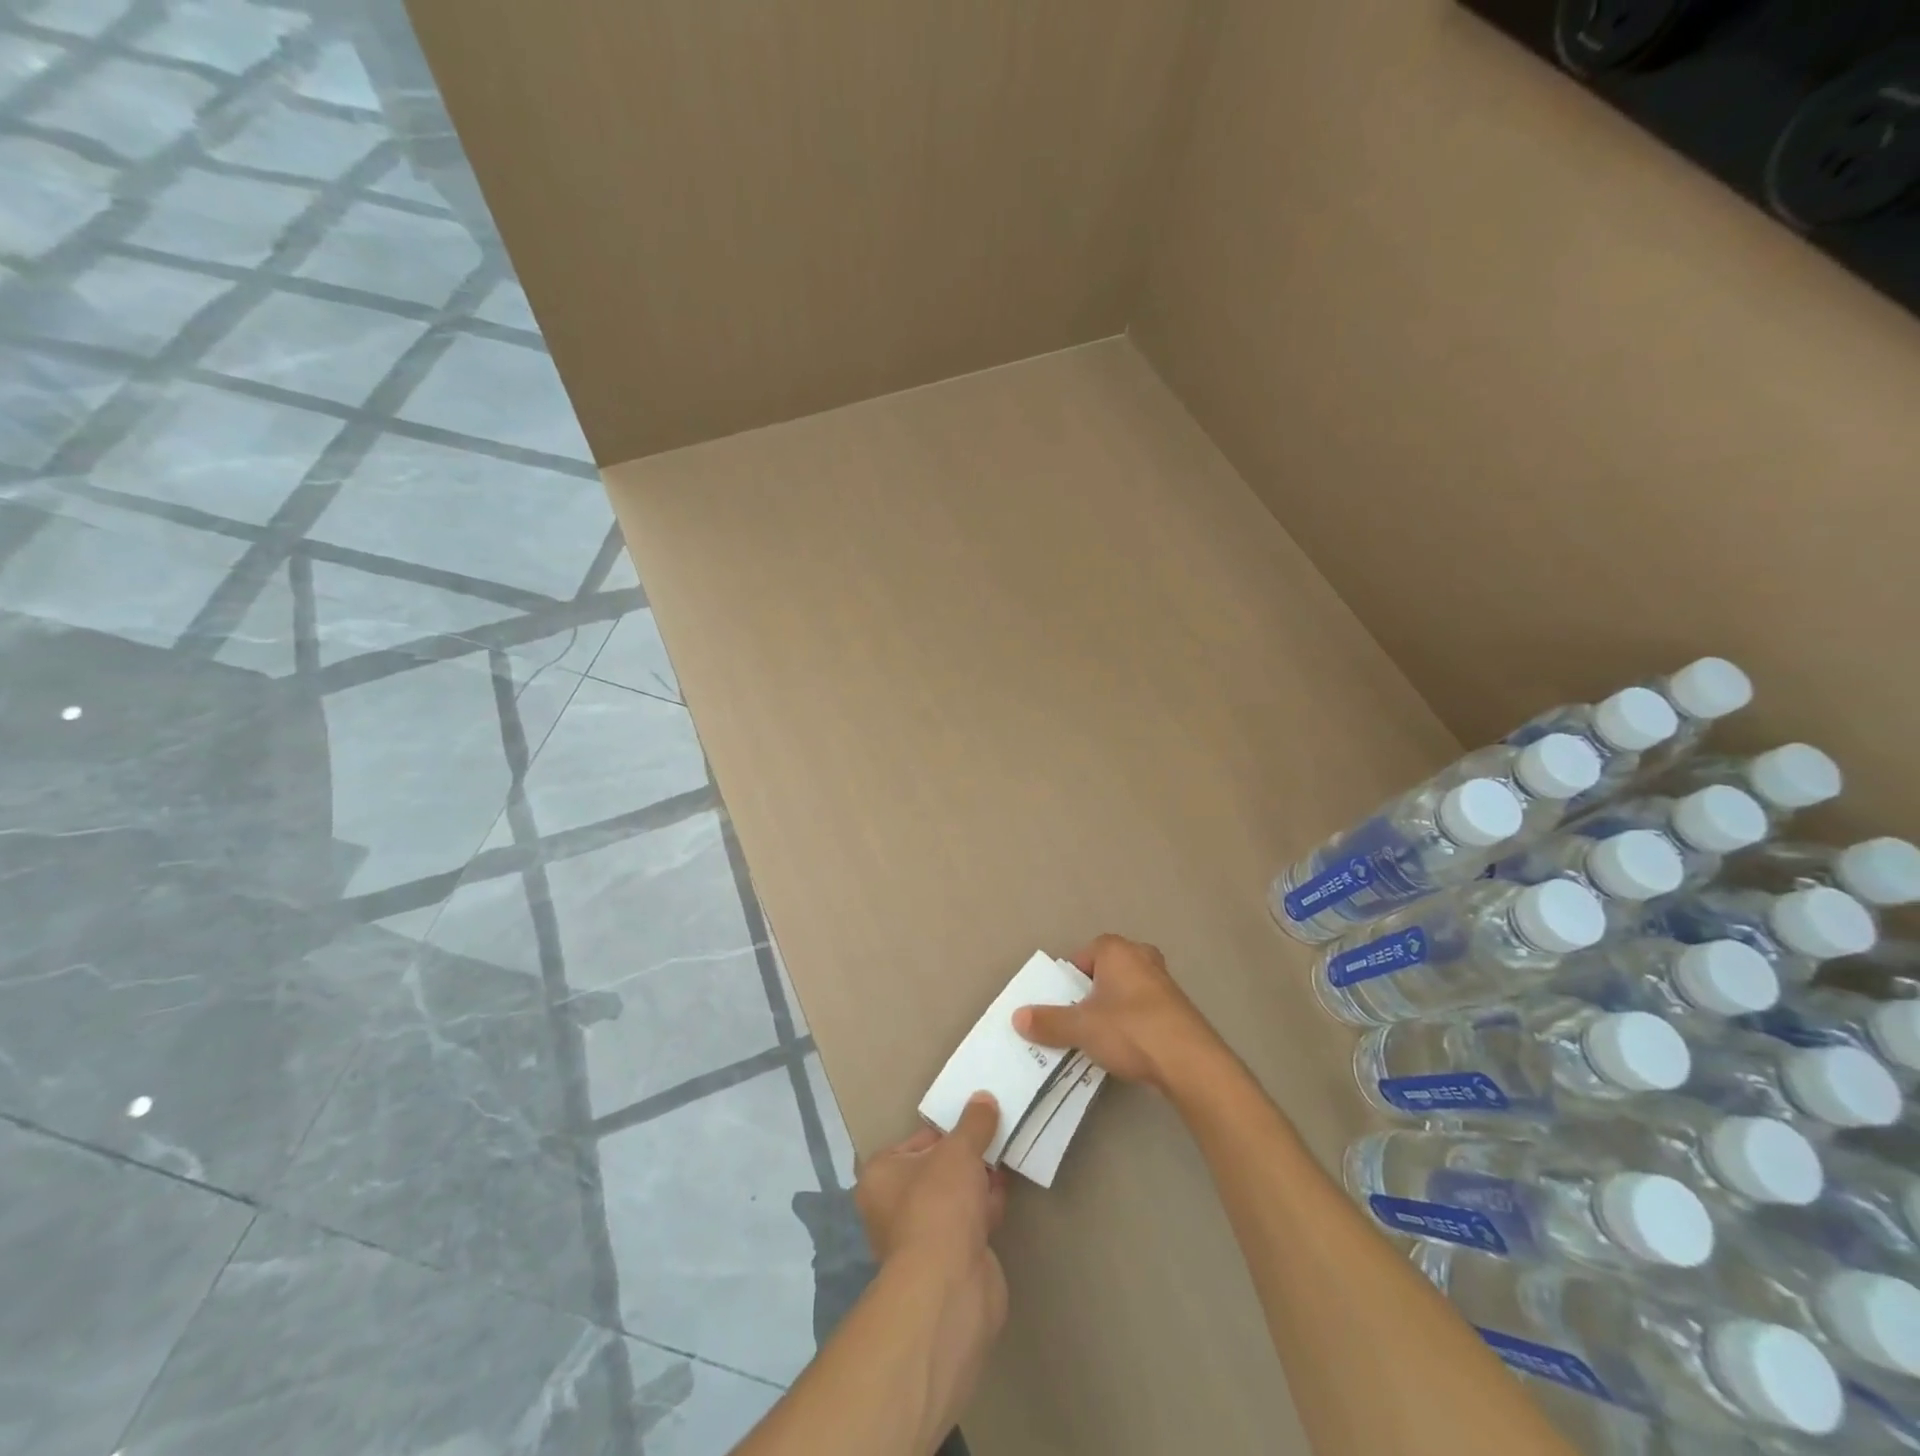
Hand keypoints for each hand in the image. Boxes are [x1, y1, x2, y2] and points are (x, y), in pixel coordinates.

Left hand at [855, 1096, 1009, 1331]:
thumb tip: (983, 1099)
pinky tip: (1005, 1194)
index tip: (977, 1122)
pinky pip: (969, 1223)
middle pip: (937, 1169)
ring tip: (1006, 1160)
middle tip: (996, 1138)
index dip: (948, 1130)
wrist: (950, 1287)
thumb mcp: (959, 1150)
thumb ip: (973, 1123)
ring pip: (955, 1198)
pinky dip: (986, 1208)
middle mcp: (893, 1206)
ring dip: (979, 1182)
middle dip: (967, 1157)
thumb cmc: (940, 1204)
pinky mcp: (948, 1262)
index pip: (918, 1141)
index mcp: (881, 1175)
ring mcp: (920, 1237)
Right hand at [1012, 934, 1221, 1090]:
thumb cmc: (1130, 1030)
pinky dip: (1133, 1023)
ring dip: (1112, 1009)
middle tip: (1077, 1019)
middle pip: (1105, 971)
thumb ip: (1048, 1021)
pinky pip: (1144, 1009)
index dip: (1068, 978)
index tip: (1060, 1004)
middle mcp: (1142, 957)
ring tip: (1099, 1037)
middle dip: (1090, 993)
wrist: (1190, 1062)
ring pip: (1126, 991)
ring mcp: (1164, 982)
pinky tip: (1126, 1048)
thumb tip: (1017, 1017)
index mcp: (1116, 950)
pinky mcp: (1178, 1009)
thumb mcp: (1081, 1028)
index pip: (1082, 955)